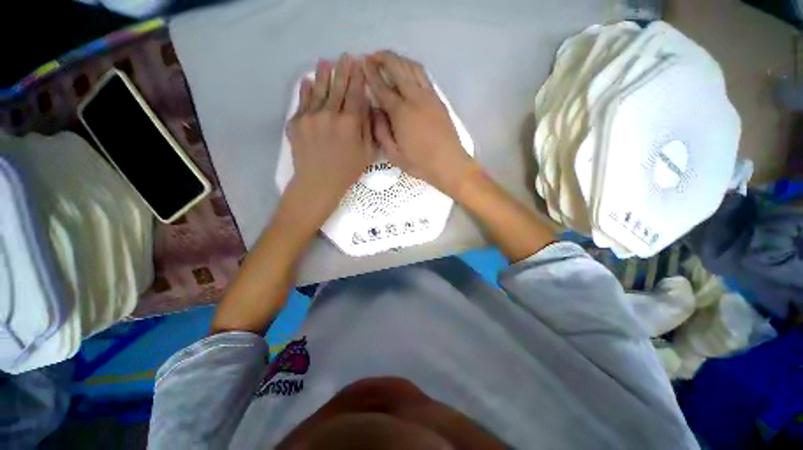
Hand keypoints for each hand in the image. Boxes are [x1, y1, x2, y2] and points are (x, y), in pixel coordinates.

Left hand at [287, 54, 374, 217]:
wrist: (318, 182)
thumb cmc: (347, 171)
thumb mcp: (367, 153)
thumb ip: (367, 127)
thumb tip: (364, 106)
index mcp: (350, 123)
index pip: (355, 94)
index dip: (358, 78)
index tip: (360, 65)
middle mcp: (330, 114)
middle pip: (338, 88)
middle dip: (343, 71)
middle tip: (345, 57)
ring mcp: (311, 116)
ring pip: (319, 90)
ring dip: (324, 75)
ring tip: (326, 62)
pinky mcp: (297, 122)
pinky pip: (303, 101)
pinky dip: (305, 89)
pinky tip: (308, 80)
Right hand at [363, 51, 476, 195]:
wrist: (449, 163)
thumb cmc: (420, 163)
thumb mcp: (393, 155)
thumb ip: (380, 132)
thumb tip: (374, 111)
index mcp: (401, 113)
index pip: (382, 87)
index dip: (371, 73)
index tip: (362, 63)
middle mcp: (415, 98)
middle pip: (398, 68)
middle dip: (383, 58)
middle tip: (372, 57)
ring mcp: (429, 97)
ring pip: (413, 68)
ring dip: (399, 59)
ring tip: (388, 60)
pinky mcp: (439, 100)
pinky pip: (424, 76)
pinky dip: (412, 68)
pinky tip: (407, 72)